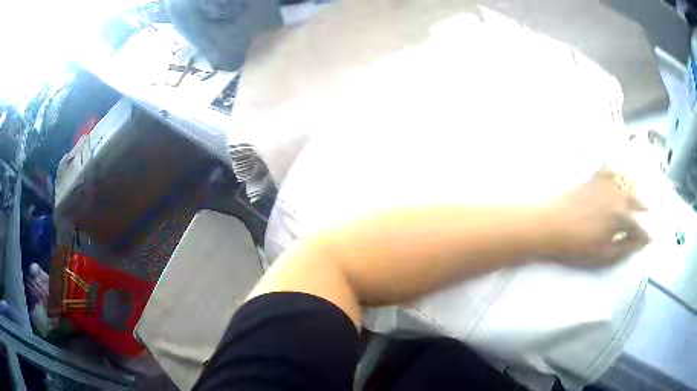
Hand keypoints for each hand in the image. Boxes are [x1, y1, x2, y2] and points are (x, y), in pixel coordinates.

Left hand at [544, 166, 649, 266]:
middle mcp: (619, 197)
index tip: (649, 239)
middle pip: (638, 200)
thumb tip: (640, 244)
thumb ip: (624, 248)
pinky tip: (618, 173)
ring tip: (636, 194)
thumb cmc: (577, 245)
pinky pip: (610, 169)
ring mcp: (607, 185)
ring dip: (635, 188)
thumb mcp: (603, 254)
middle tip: (646, 213)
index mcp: (622, 219)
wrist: (551, 224)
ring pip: (628, 181)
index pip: (640, 228)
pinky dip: (617, 171)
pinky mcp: (594, 177)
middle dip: (644, 208)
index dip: (645, 235)